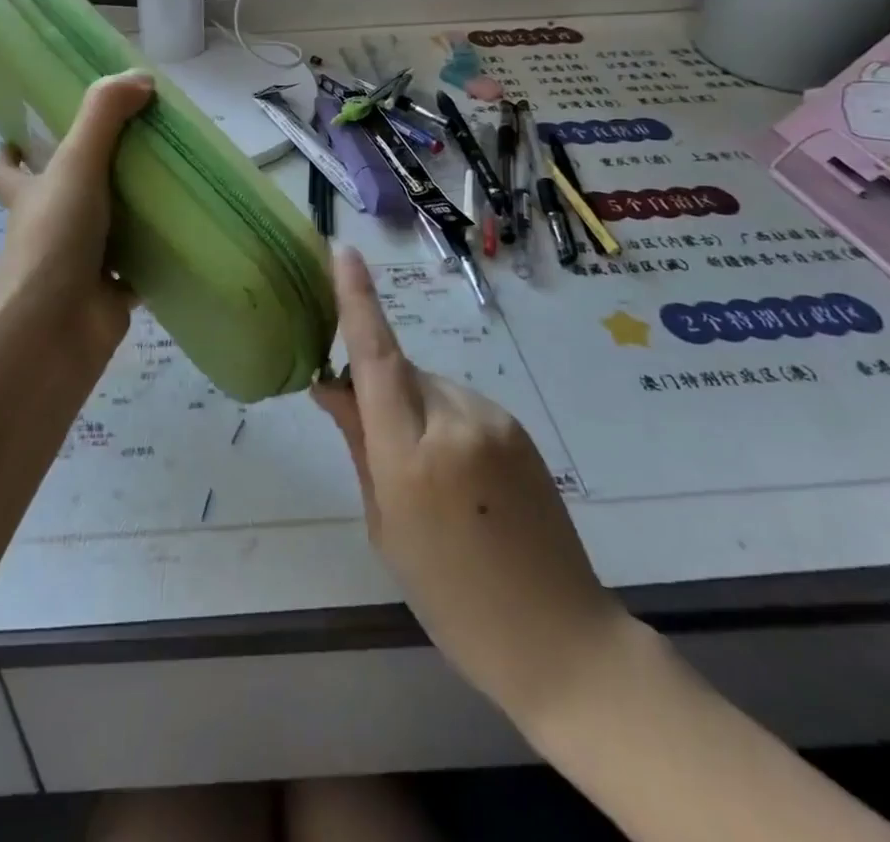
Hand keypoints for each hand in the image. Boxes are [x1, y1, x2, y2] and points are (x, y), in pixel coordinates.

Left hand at [0, 71, 153, 368]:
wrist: (54, 331)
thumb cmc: (54, 240)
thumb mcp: (76, 165)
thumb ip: (103, 117)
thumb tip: (140, 77)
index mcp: (30, 197)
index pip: (8, 170)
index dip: (14, 151)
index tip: (33, 131)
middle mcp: (49, 230)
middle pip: (61, 197)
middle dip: (88, 177)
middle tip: (131, 148)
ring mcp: (79, 265)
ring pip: (104, 233)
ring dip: (129, 214)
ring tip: (169, 182)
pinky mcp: (109, 295)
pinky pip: (137, 270)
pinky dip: (156, 257)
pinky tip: (187, 236)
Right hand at [312, 248, 627, 725]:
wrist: (560, 638)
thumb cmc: (451, 598)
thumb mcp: (386, 526)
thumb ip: (359, 443)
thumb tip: (329, 383)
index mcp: (411, 455)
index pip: (376, 357)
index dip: (356, 300)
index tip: (343, 251)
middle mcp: (455, 421)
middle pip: (399, 371)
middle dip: (379, 387)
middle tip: (374, 442)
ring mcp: (495, 420)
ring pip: (430, 387)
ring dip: (413, 409)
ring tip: (429, 478)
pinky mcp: (517, 427)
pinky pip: (461, 404)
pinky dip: (443, 421)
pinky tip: (460, 478)